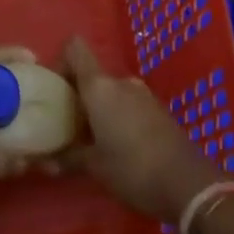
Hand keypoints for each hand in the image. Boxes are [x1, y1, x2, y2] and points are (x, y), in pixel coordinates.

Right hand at [59, 37, 218, 222]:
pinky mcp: (158, 110)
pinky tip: (120, 147)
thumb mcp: (95, 167)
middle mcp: (120, 82)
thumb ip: (69, 158)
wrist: (189, 184)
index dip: (61, 61)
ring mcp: (142, 94)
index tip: (55, 90)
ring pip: (111, 92)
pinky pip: (129, 104)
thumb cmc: (133, 169)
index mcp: (100, 86)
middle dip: (79, 96)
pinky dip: (119, 117)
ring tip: (94, 141)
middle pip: (92, 75)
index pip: (75, 49)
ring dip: (100, 109)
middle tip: (70, 125)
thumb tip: (45, 162)